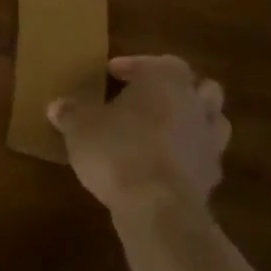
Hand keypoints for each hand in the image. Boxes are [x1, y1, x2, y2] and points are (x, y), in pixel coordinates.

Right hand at [47, 55, 228, 216]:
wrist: (157, 208)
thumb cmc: (117, 151)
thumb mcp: (79, 127)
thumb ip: (70, 113)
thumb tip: (57, 106)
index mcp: (166, 82)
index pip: (160, 62)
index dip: (136, 65)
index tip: (112, 74)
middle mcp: (195, 105)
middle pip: (200, 87)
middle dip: (178, 90)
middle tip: (148, 98)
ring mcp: (210, 142)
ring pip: (213, 120)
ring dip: (192, 121)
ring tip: (163, 130)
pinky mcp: (213, 177)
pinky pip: (206, 157)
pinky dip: (190, 156)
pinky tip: (166, 165)